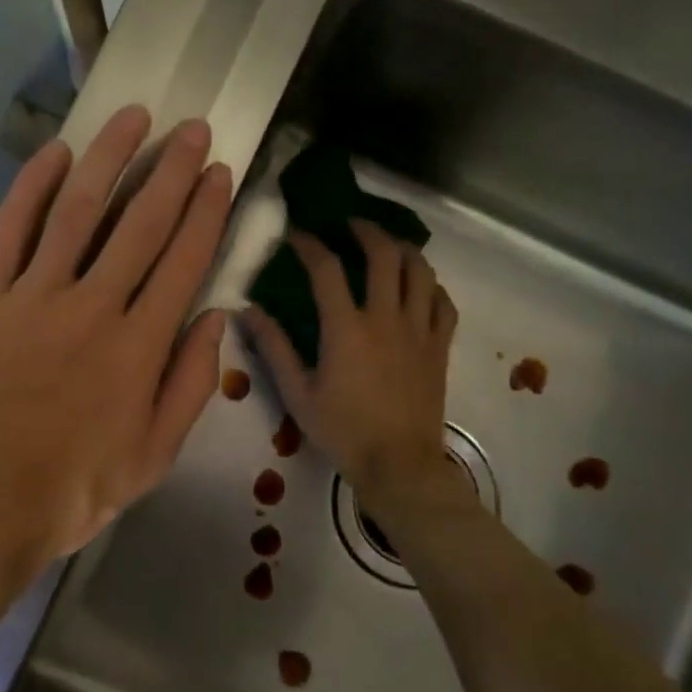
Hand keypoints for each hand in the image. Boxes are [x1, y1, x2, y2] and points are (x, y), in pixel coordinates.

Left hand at [0, 105, 231, 628]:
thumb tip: (215, 322)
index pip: (183, 261)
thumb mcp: (150, 461)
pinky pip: (9, 230)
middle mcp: (92, 309)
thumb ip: (189, 388)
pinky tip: (54, 153)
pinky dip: (31, 187)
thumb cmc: (64, 496)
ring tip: (134, 118)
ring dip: (109, 159)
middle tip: (191, 128)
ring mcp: (32, 298)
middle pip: (141, 224)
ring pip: (78, 211)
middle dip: (171, 171)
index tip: (218, 172)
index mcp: (139, 349)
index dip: (205, 211)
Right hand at [242, 221, 463, 525]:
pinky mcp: (439, 347)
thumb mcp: (296, 393)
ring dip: (404, 249)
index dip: (310, 245)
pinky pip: (443, 303)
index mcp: (346, 328)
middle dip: (366, 230)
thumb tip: (247, 310)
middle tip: (350, 226)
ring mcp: (419, 330)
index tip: (297, 235)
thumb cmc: (342, 431)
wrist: (398, 465)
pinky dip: (431, 286)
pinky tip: (421, 286)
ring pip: (421, 271)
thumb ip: (274, 347)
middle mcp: (386, 318)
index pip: (326, 269)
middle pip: (384, 255)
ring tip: (389, 245)